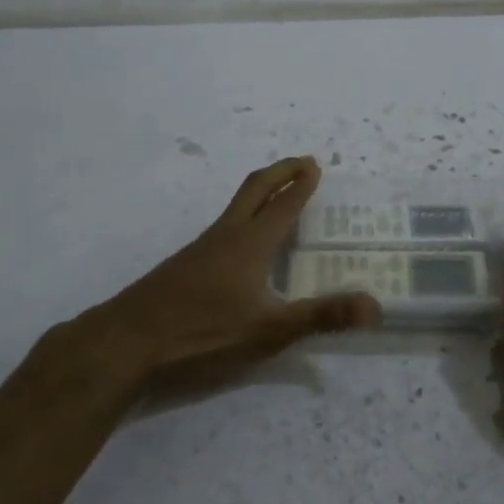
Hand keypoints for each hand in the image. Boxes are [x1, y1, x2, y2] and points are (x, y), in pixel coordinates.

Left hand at [72, 156, 379, 396]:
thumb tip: (376, 305)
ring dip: (260, 193)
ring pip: (235, 207)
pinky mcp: (183, 265)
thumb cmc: (203, 331)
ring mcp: (200, 248)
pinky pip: (222, 227)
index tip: (315, 165)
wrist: (127, 341)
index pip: (283, 204)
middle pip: (255, 189)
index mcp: (251, 243)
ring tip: (277, 198)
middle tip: (302, 162)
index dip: (301, 185)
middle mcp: (226, 235)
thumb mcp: (269, 330)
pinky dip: (242, 218)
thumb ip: (322, 317)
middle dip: (280, 172)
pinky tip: (241, 245)